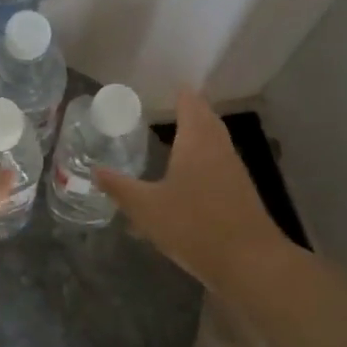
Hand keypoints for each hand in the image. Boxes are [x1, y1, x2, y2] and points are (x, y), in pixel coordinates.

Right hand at [95, 89, 284, 288]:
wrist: (251, 263)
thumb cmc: (195, 226)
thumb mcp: (146, 208)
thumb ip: (119, 187)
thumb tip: (95, 171)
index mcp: (196, 141)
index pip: (189, 102)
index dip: (178, 91)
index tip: (162, 84)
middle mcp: (218, 147)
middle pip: (206, 117)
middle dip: (188, 109)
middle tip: (164, 105)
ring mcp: (234, 169)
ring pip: (215, 139)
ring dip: (198, 132)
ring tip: (173, 133)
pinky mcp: (240, 192)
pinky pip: (219, 160)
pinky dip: (204, 155)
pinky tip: (189, 172)